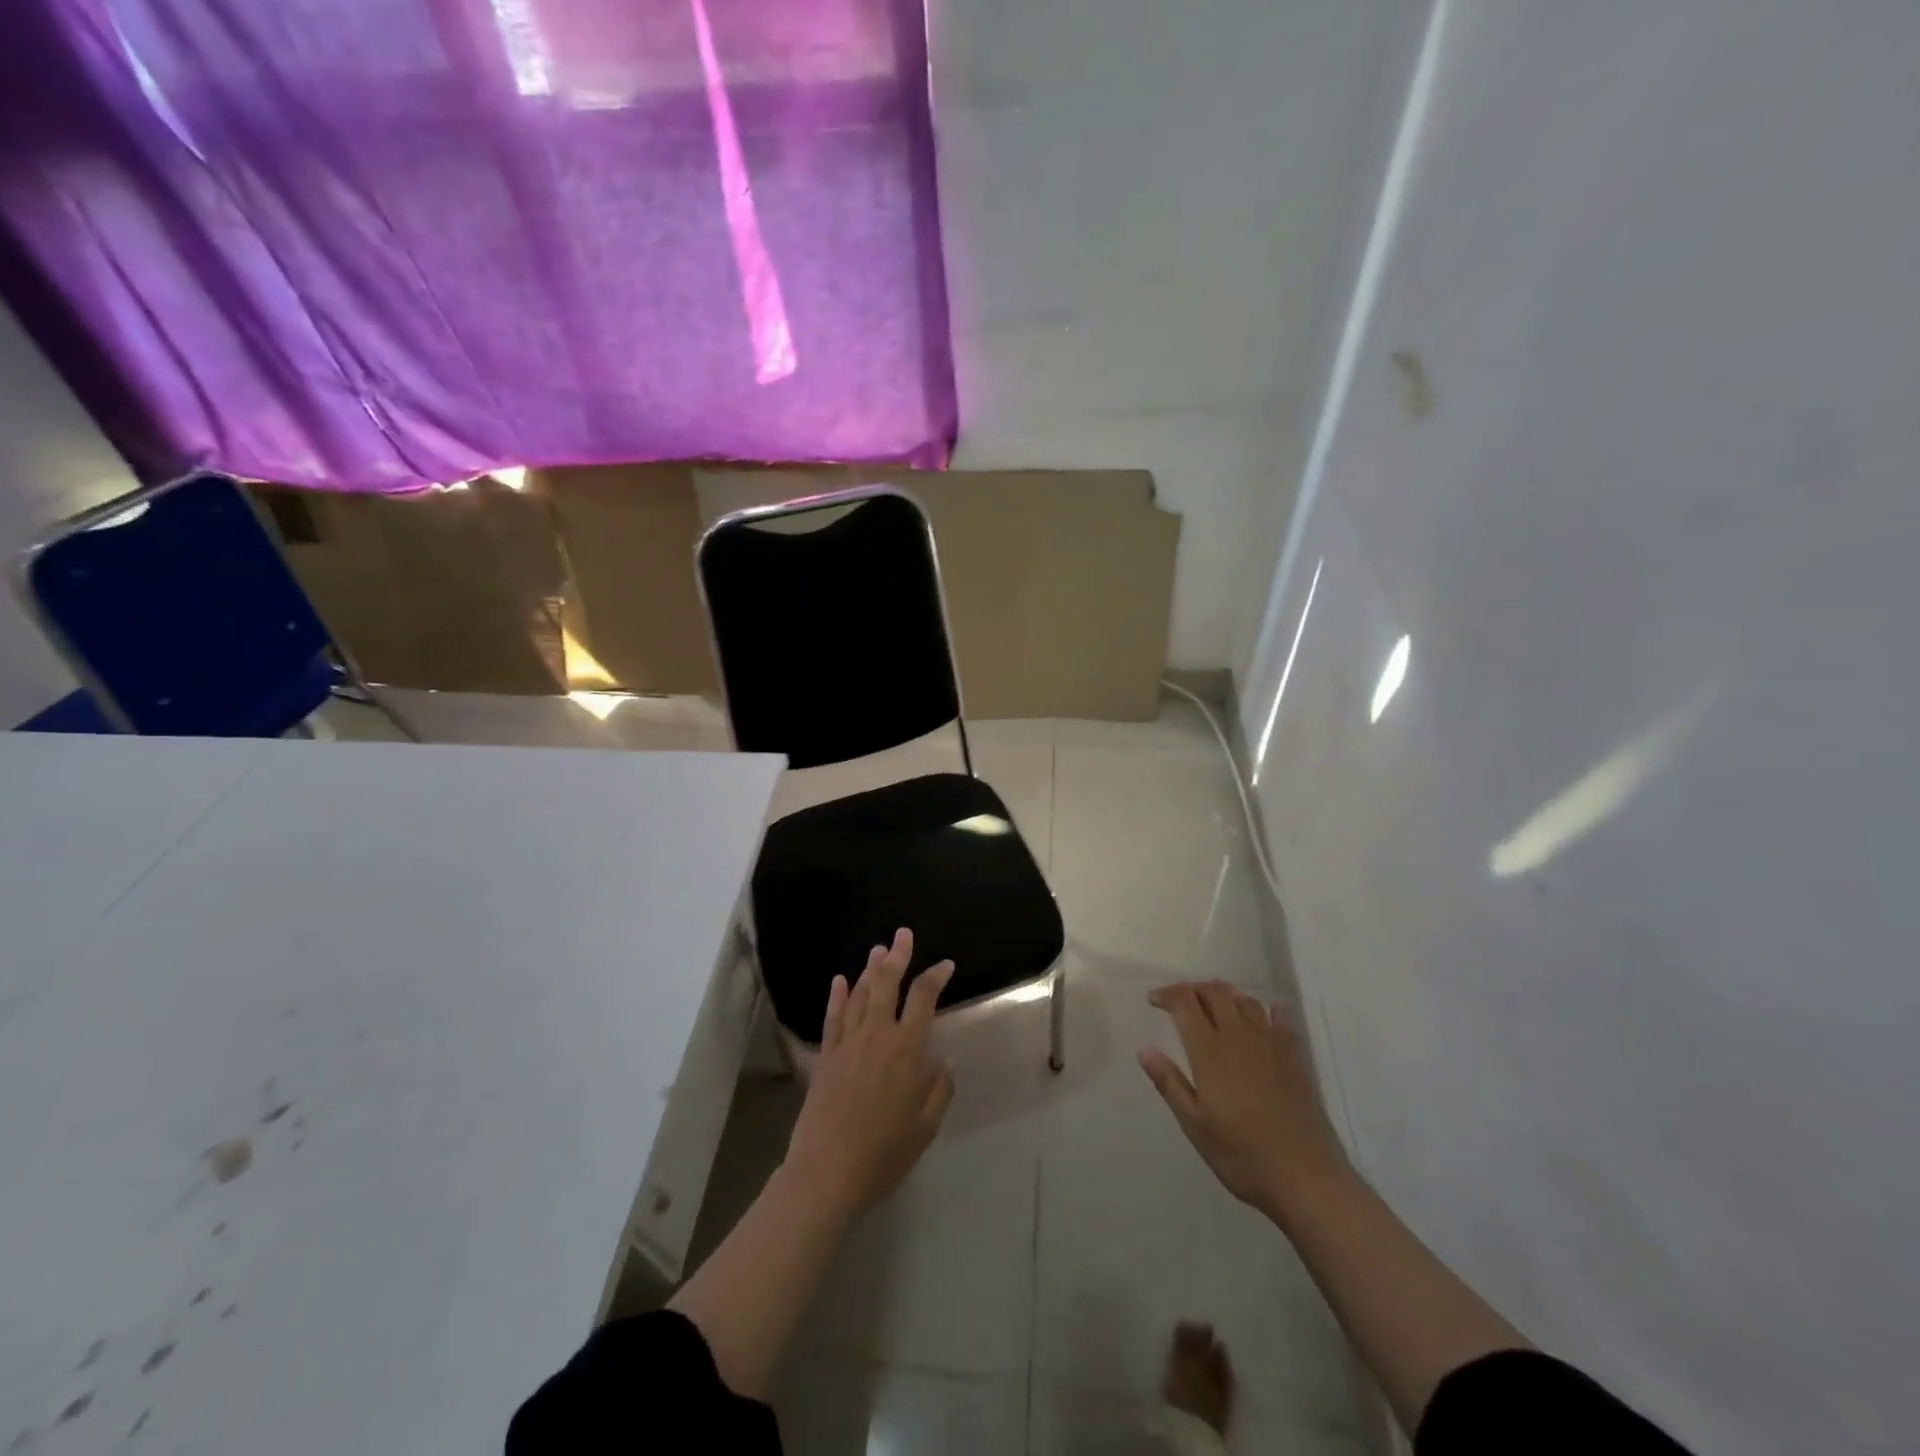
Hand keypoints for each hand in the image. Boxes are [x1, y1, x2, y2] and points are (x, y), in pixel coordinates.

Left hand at [782, 929, 955, 1219]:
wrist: (827, 1172)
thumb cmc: (884, 1153)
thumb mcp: (925, 1127)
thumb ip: (939, 1089)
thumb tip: (944, 1059)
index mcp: (907, 1049)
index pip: (923, 998)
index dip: (935, 976)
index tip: (946, 965)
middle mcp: (877, 1035)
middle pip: (887, 983)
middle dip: (898, 956)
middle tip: (903, 934)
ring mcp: (848, 1042)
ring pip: (859, 994)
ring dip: (870, 969)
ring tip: (879, 949)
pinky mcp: (826, 1056)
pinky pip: (832, 1017)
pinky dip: (837, 996)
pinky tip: (839, 980)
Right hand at [1139, 980, 1350, 1223]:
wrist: (1307, 1177)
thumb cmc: (1242, 1155)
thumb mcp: (1195, 1125)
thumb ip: (1169, 1083)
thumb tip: (1145, 1050)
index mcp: (1209, 1051)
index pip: (1185, 1002)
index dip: (1167, 994)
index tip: (1153, 1000)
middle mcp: (1238, 1037)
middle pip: (1215, 993)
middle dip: (1194, 989)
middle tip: (1180, 1001)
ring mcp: (1270, 1045)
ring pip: (1245, 1001)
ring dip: (1226, 995)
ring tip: (1216, 1005)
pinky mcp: (1295, 1059)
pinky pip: (1282, 1020)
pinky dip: (1272, 1009)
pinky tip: (1271, 1010)